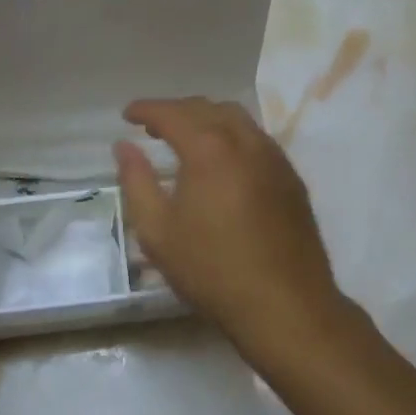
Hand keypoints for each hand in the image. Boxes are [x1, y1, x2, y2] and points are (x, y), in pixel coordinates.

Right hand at [113, 98, 345, 358]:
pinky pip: (256, 138)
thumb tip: (124, 146)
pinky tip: (223, 161)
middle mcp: (244, 140)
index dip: (146, 109)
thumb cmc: (213, 270)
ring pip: (236, 118)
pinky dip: (231, 135)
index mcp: (209, 148)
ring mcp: (273, 157)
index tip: (127, 115)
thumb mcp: (158, 232)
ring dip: (206, 118)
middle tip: (152, 126)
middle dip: (175, 111)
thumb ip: (136, 181)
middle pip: (205, 108)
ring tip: (186, 138)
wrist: (286, 306)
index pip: (171, 113)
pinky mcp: (291, 177)